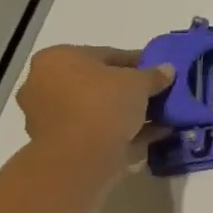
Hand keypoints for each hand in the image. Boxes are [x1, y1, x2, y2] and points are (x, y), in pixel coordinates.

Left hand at [16, 46, 174, 179]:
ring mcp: (48, 116)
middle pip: (98, 83)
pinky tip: (152, 133)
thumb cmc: (104, 103)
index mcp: (57, 59)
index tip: (160, 71)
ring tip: (159, 116)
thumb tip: (167, 70)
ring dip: (126, 112)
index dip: (138, 62)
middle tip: (157, 94)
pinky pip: (96, 130)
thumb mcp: (140, 82)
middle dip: (129, 89)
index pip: (107, 55)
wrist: (80, 156)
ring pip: (97, 108)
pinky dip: (122, 131)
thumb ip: (154, 74)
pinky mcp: (58, 143)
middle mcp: (44, 84)